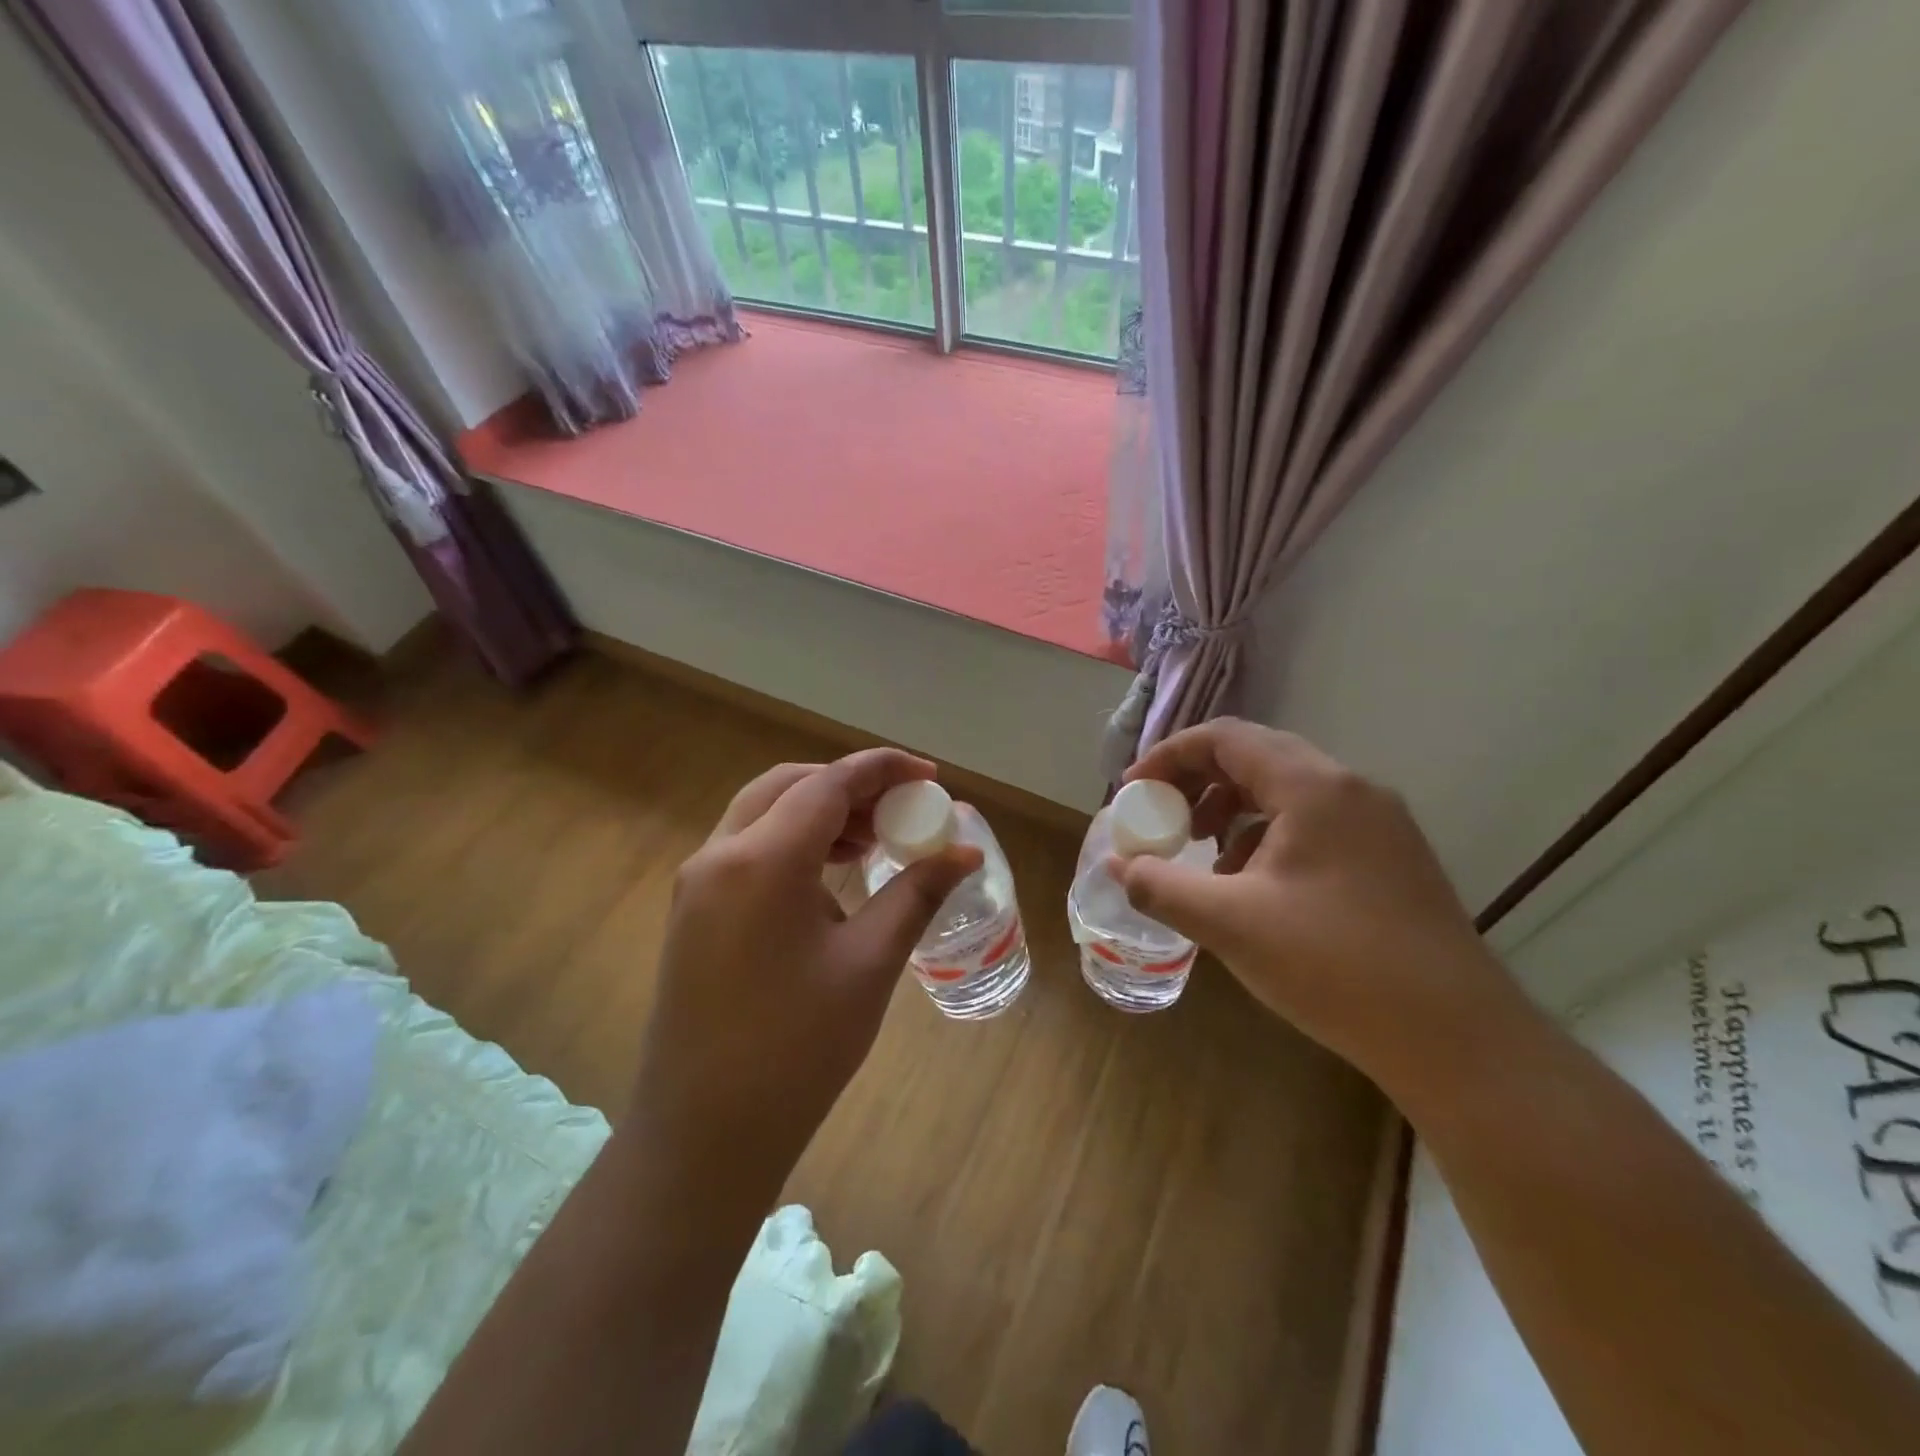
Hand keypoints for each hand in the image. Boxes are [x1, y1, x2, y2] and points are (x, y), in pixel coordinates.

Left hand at [627, 749, 982, 1205]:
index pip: (829, 784)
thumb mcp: (869, 963)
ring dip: (819, 811)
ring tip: (873, 841)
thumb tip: (964, 852)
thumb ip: (916, 893)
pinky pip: (747, 847)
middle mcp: (719, 854)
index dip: (883, 770)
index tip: (931, 776)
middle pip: (789, 785)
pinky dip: (792, 840)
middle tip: (900, 808)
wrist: (705, 1133)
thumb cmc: (797, 1048)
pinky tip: (830, 877)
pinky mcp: (693, 910)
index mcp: (762, 860)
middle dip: (848, 785)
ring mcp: (698, 883)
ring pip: (763, 813)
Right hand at [1115, 719, 1525, 1091]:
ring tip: (1203, 858)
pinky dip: (1268, 840)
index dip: (1169, 757)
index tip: (1133, 792)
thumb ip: (1160, 886)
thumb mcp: (1230, 923)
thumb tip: (1117, 865)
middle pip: (1256, 758)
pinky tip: (1254, 890)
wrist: (1457, 1039)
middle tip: (1162, 821)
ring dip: (1232, 813)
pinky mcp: (1390, 859)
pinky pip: (1313, 825)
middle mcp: (1351, 790)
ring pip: (1285, 793)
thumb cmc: (1335, 965)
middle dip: (1197, 784)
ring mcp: (1378, 824)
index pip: (1225, 738)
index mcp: (1313, 787)